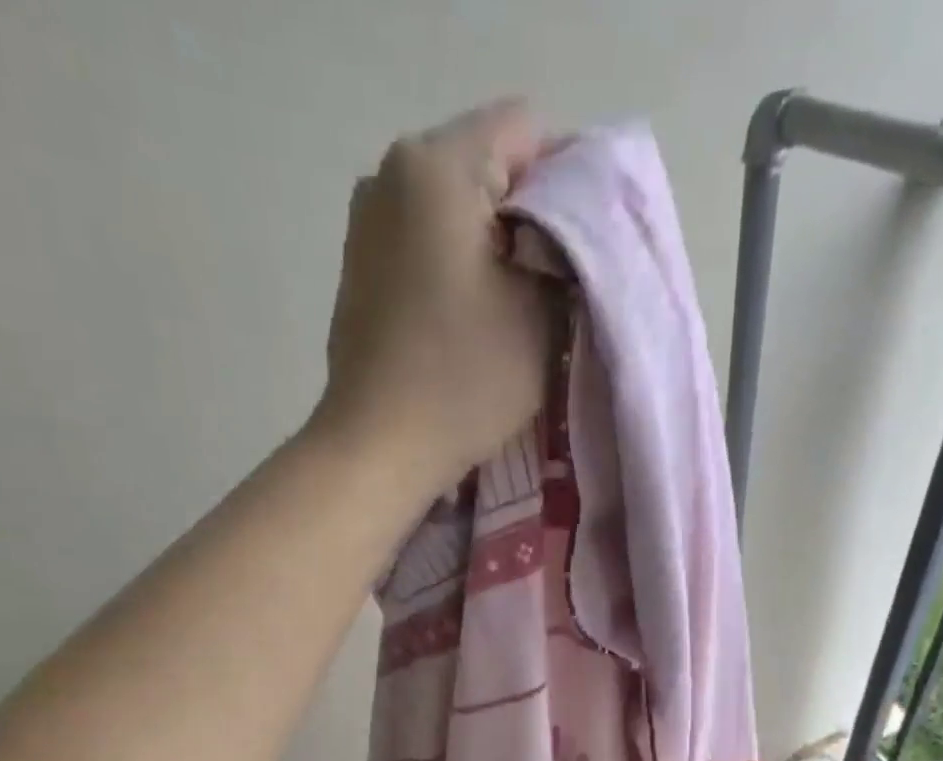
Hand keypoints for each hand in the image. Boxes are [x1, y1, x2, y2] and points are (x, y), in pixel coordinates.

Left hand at [315, 99, 557, 497]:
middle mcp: (391, 173)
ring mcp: (367, 221)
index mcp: (436, 165)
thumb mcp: (538, 313)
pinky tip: (468, 319)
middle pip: (487, 165)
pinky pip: (426, 243)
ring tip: (512, 307)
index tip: (582, 250)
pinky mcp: (360, 267)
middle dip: (530, 216)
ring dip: (493, 246)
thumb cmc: (463, 380)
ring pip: (456, 208)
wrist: (379, 448)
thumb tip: (568, 233)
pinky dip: (456, 267)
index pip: (527, 130)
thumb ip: (566, 253)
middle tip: (554, 284)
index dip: (570, 183)